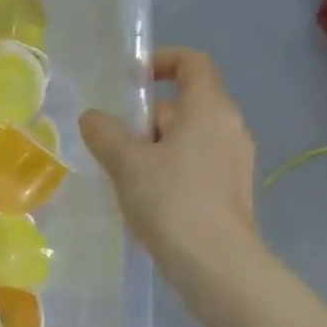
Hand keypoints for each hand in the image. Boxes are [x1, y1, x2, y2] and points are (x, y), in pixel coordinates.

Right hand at [79, 48, 259, 286]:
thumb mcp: (126, 162)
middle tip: (112, 143)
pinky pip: (193, 166)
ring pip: (186, 139)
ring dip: (152, 149)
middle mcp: (230, 128)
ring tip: (121, 175)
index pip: (192, 62)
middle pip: (183, 105)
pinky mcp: (230, 192)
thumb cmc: (172, 201)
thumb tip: (93, 118)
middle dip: (144, 119)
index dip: (160, 61)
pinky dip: (168, 171)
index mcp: (210, 109)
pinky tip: (144, 200)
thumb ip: (104, 132)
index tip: (129, 81)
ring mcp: (234, 162)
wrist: (216, 265)